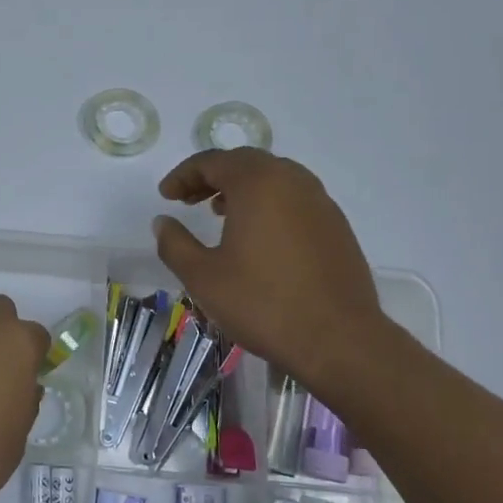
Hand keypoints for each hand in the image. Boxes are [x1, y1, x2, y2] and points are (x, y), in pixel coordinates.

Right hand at [153, 149, 394, 383]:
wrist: (340, 340)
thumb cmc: (263, 304)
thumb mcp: (202, 277)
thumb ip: (174, 243)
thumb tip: (163, 222)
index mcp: (257, 183)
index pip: (212, 161)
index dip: (183, 175)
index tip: (166, 196)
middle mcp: (292, 181)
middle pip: (244, 162)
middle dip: (212, 176)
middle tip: (188, 199)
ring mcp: (320, 201)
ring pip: (273, 177)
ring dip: (242, 187)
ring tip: (220, 213)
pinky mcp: (336, 225)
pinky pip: (294, 198)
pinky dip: (269, 203)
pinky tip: (259, 236)